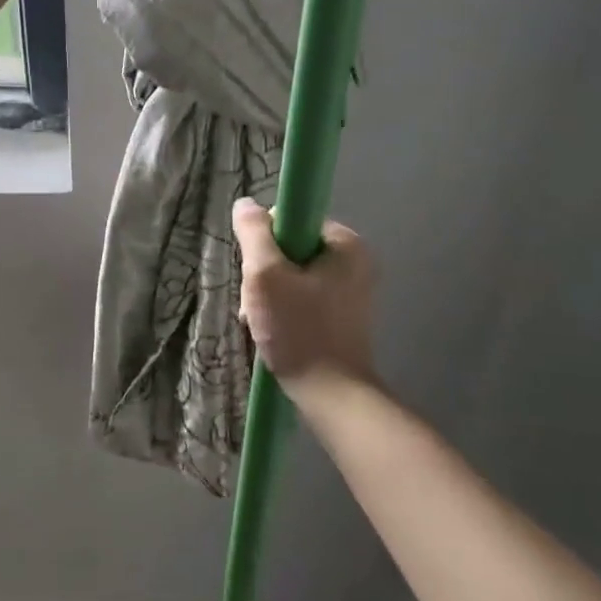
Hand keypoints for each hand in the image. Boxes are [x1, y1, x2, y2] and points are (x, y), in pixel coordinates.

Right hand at [232, 197, 379, 403]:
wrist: (332, 396)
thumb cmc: (299, 330)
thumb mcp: (265, 274)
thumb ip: (253, 233)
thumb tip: (245, 204)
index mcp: (345, 244)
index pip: (291, 221)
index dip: (264, 242)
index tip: (256, 272)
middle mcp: (354, 262)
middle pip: (289, 249)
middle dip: (264, 273)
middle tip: (255, 301)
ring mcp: (351, 292)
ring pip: (292, 276)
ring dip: (269, 294)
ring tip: (259, 320)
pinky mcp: (343, 317)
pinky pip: (303, 298)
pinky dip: (283, 310)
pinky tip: (272, 331)